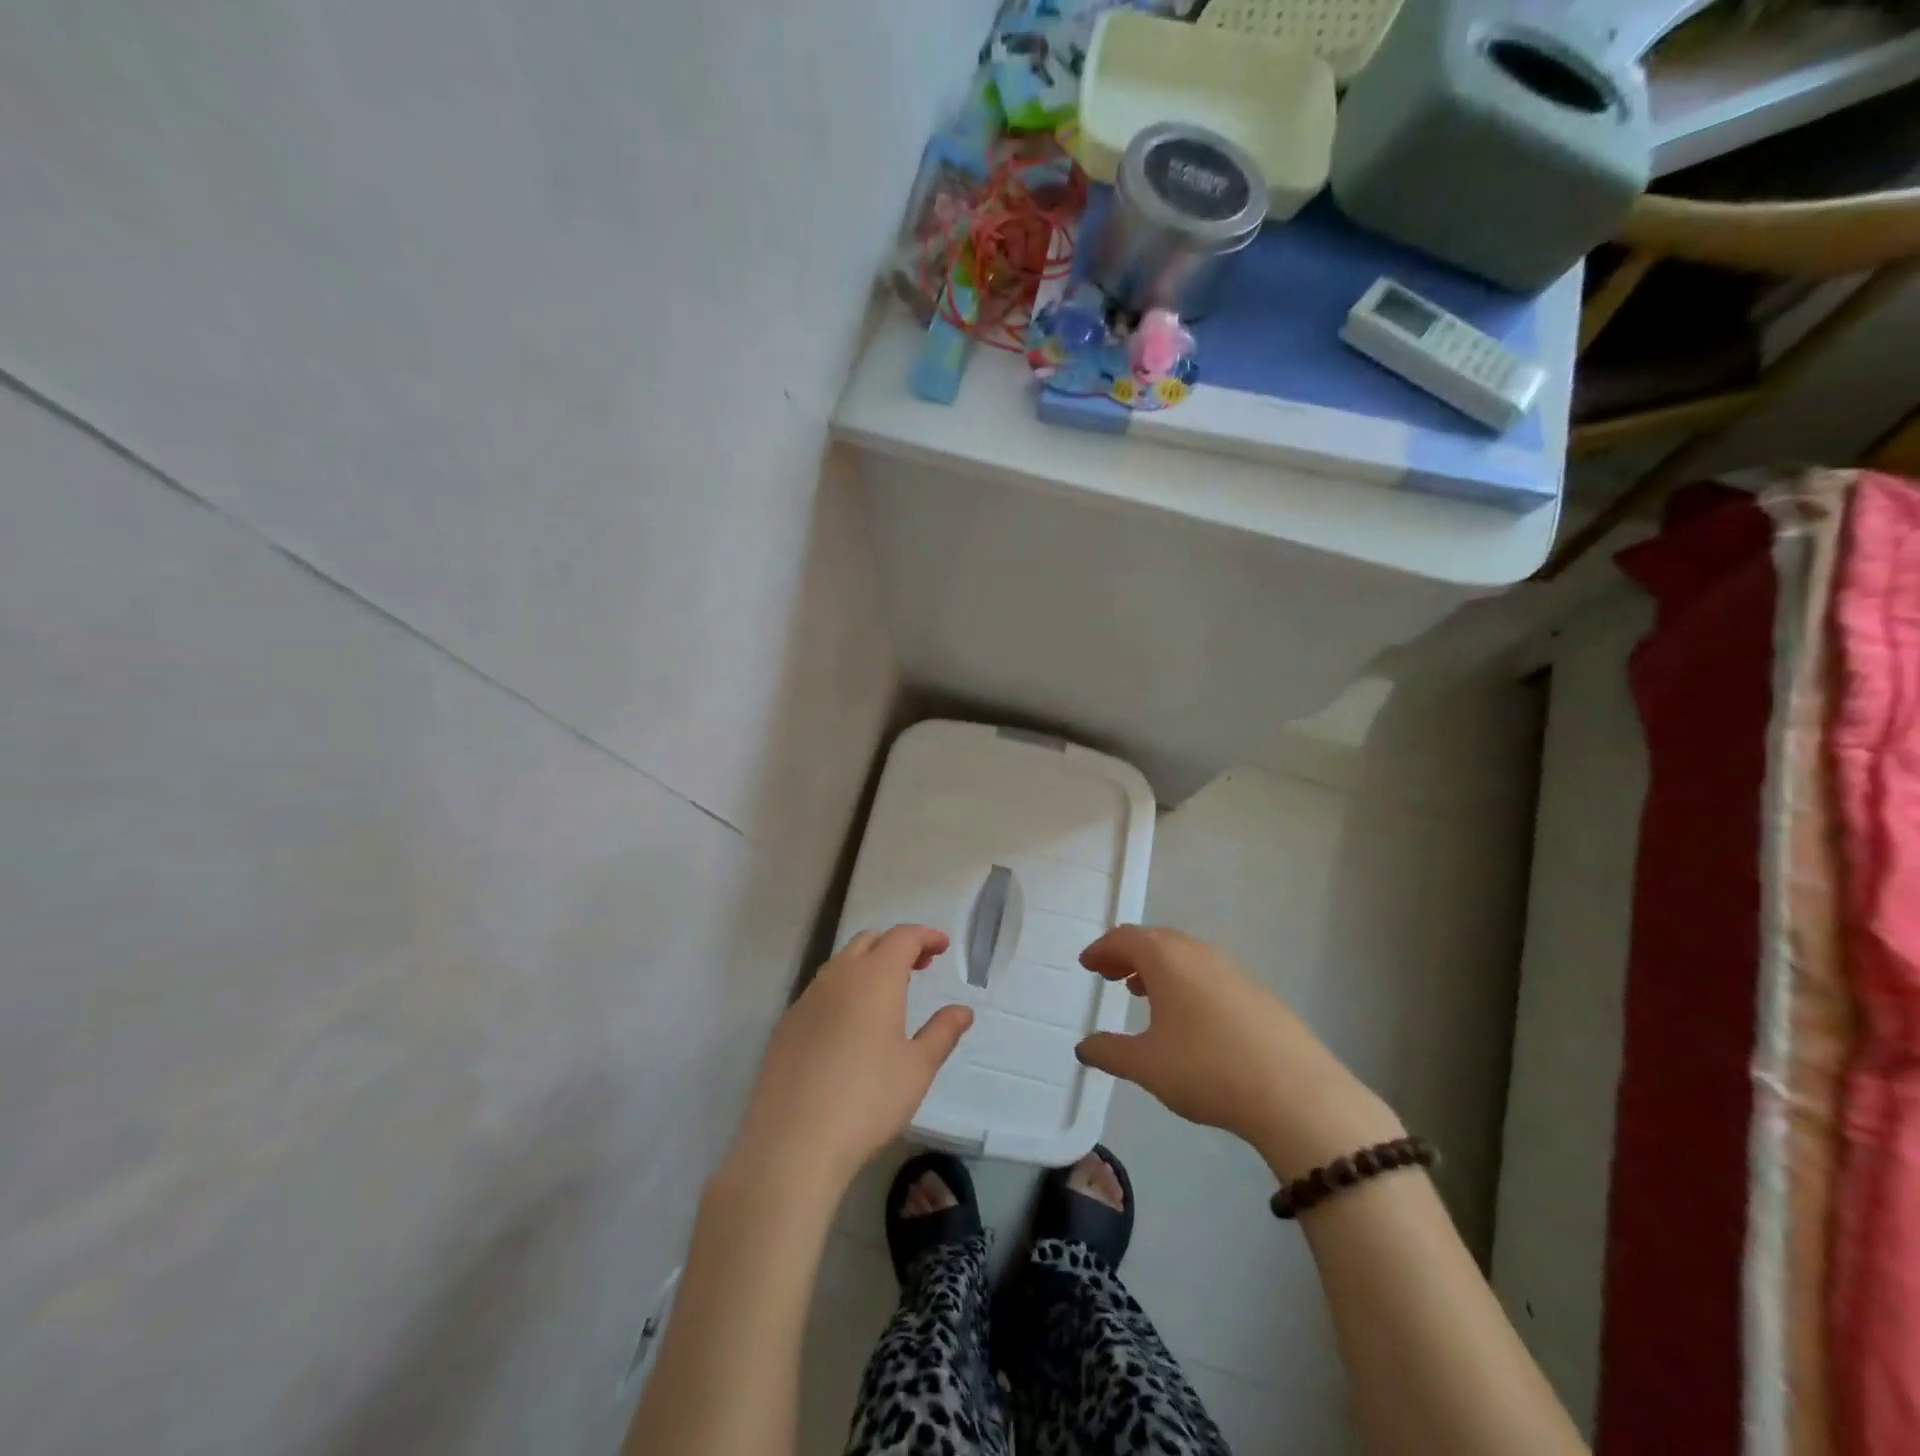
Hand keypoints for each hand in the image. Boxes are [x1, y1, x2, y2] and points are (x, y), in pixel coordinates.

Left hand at [725, 925, 972, 1205]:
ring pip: (841, 964)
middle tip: (920, 966)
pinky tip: (850, 1026)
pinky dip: (843, 990)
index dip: (925, 936)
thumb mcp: (917, 1068)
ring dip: (868, 965)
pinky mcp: (786, 1025)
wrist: (792, 1142)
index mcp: (874, 978)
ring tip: (887, 994)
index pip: (902, 937)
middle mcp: (838, 976)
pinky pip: (820, 991)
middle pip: (869, 941)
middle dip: (896, 945)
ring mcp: (807, 999)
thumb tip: (963, 1010)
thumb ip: (942, 1032)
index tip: (942, 946)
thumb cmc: (867, 1100)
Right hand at [1075, 925, 1401, 1179]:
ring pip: (1185, 956)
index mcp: (1166, 959)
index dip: (1102, 949)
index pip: (1125, 938)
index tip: (1087, 964)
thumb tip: (1083, 1047)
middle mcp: (1198, 953)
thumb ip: (1109, 1052)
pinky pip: (1208, 974)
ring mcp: (1232, 971)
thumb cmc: (1207, 1069)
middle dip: (1128, 955)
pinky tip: (1188, 1017)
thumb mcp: (1147, 1065)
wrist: (1296, 1094)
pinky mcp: (1257, 993)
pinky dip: (1185, 982)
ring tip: (1142, 993)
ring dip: (1158, 968)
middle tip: (1109, 975)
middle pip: (1155, 940)